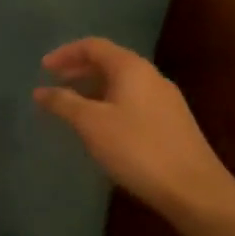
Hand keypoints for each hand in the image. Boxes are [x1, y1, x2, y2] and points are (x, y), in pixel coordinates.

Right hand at [33, 38, 234, 220]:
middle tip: (53, 83)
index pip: (93, 46)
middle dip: (78, 69)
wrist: (194, 190)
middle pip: (109, 61)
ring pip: (121, 82)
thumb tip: (40, 91)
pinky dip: (108, 103)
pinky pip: (132, 100)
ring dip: (93, 87)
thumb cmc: (137, 148)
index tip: (43, 69)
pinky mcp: (170, 122)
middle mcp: (151, 76)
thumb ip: (63, 103)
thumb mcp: (91, 124)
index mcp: (131, 68)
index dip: (65, 53)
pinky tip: (99, 126)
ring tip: (71, 105)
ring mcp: (164, 100)